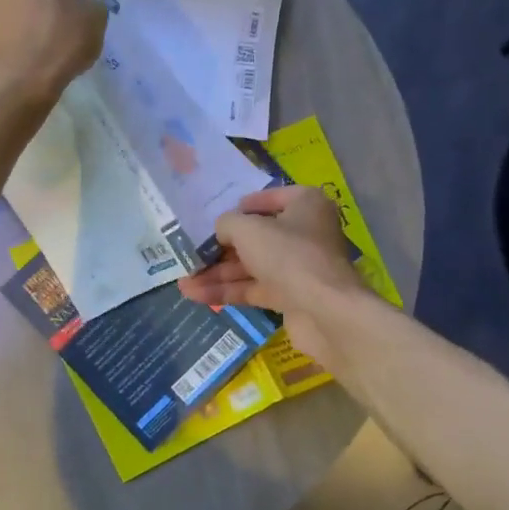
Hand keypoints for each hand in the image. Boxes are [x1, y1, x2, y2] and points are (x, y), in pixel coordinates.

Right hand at [177, 185, 365, 365]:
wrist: (325, 311)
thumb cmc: (288, 255)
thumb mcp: (248, 229)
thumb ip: (227, 224)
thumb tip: (221, 231)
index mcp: (305, 205)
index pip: (270, 198)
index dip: (242, 206)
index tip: (216, 216)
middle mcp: (304, 233)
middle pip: (256, 236)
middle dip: (220, 248)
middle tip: (190, 253)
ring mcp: (297, 267)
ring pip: (251, 266)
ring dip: (217, 273)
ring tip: (183, 281)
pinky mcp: (290, 296)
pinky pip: (253, 289)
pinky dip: (227, 291)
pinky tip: (195, 295)